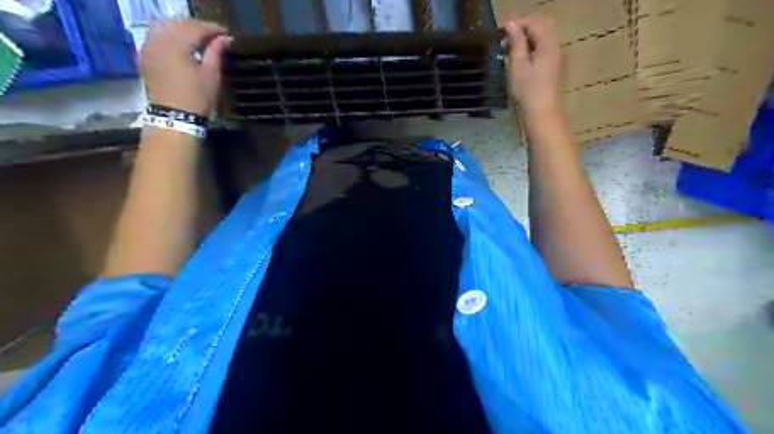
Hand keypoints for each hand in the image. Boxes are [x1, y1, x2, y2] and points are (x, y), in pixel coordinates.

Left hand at [141, 19, 229, 114]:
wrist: (174, 117)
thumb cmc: (197, 97)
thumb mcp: (211, 75)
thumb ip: (216, 52)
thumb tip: (224, 38)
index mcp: (176, 44)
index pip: (195, 27)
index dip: (212, 28)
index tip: (226, 33)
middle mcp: (158, 40)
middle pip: (177, 23)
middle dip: (196, 27)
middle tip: (213, 34)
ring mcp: (148, 48)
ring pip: (164, 27)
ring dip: (181, 29)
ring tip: (197, 38)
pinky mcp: (145, 57)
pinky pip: (156, 37)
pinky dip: (170, 36)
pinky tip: (181, 45)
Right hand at [503, 14, 562, 117]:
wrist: (542, 113)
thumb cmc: (528, 91)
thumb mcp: (518, 65)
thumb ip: (516, 43)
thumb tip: (511, 24)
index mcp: (548, 44)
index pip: (535, 22)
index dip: (518, 22)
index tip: (501, 29)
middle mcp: (556, 46)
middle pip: (543, 26)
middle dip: (525, 26)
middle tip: (507, 34)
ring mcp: (557, 57)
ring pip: (544, 36)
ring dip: (528, 36)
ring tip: (511, 44)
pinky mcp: (554, 67)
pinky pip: (545, 47)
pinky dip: (533, 45)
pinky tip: (521, 55)